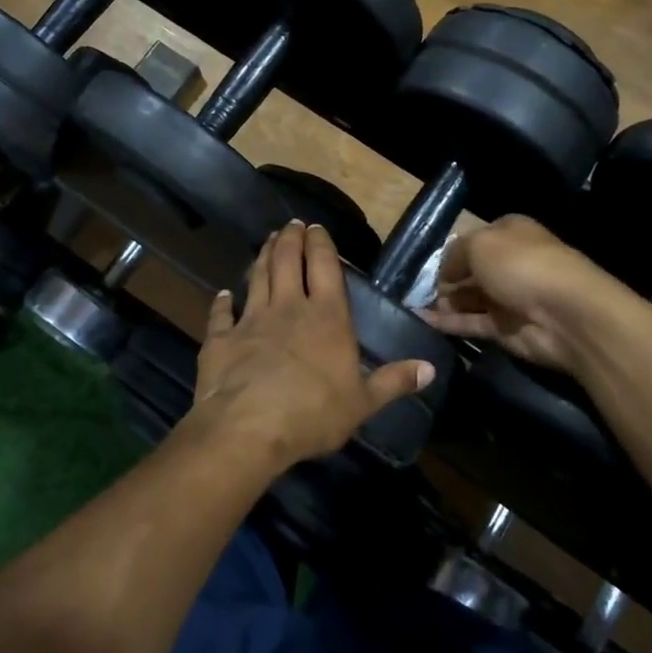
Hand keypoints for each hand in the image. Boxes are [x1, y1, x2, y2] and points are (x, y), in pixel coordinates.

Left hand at [182, 221, 434, 468]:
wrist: (249, 427)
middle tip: (291, 225)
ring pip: (257, 276)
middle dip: (291, 238)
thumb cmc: (314, 414)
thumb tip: (430, 368)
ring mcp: (251, 319)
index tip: (316, 227)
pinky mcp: (222, 337)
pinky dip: (222, 301)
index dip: (321, 243)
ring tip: (268, 241)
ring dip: (263, 256)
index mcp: (327, 317)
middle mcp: (289, 307)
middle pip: (288, 261)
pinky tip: (223, 294)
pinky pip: (221, 313)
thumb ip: (394, 381)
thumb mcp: (363, 402)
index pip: (325, 266)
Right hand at [420, 215, 609, 370]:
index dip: (451, 251)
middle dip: (444, 280)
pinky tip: (422, 322)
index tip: (426, 265)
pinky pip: (471, 323)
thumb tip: (444, 273)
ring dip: (443, 302)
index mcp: (509, 234)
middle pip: (471, 271)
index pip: (475, 239)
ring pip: (469, 299)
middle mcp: (510, 263)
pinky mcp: (505, 329)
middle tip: (414, 289)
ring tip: (413, 306)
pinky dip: (448, 323)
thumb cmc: (521, 265)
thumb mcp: (479, 243)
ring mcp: (509, 298)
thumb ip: (454, 254)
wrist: (564, 314)